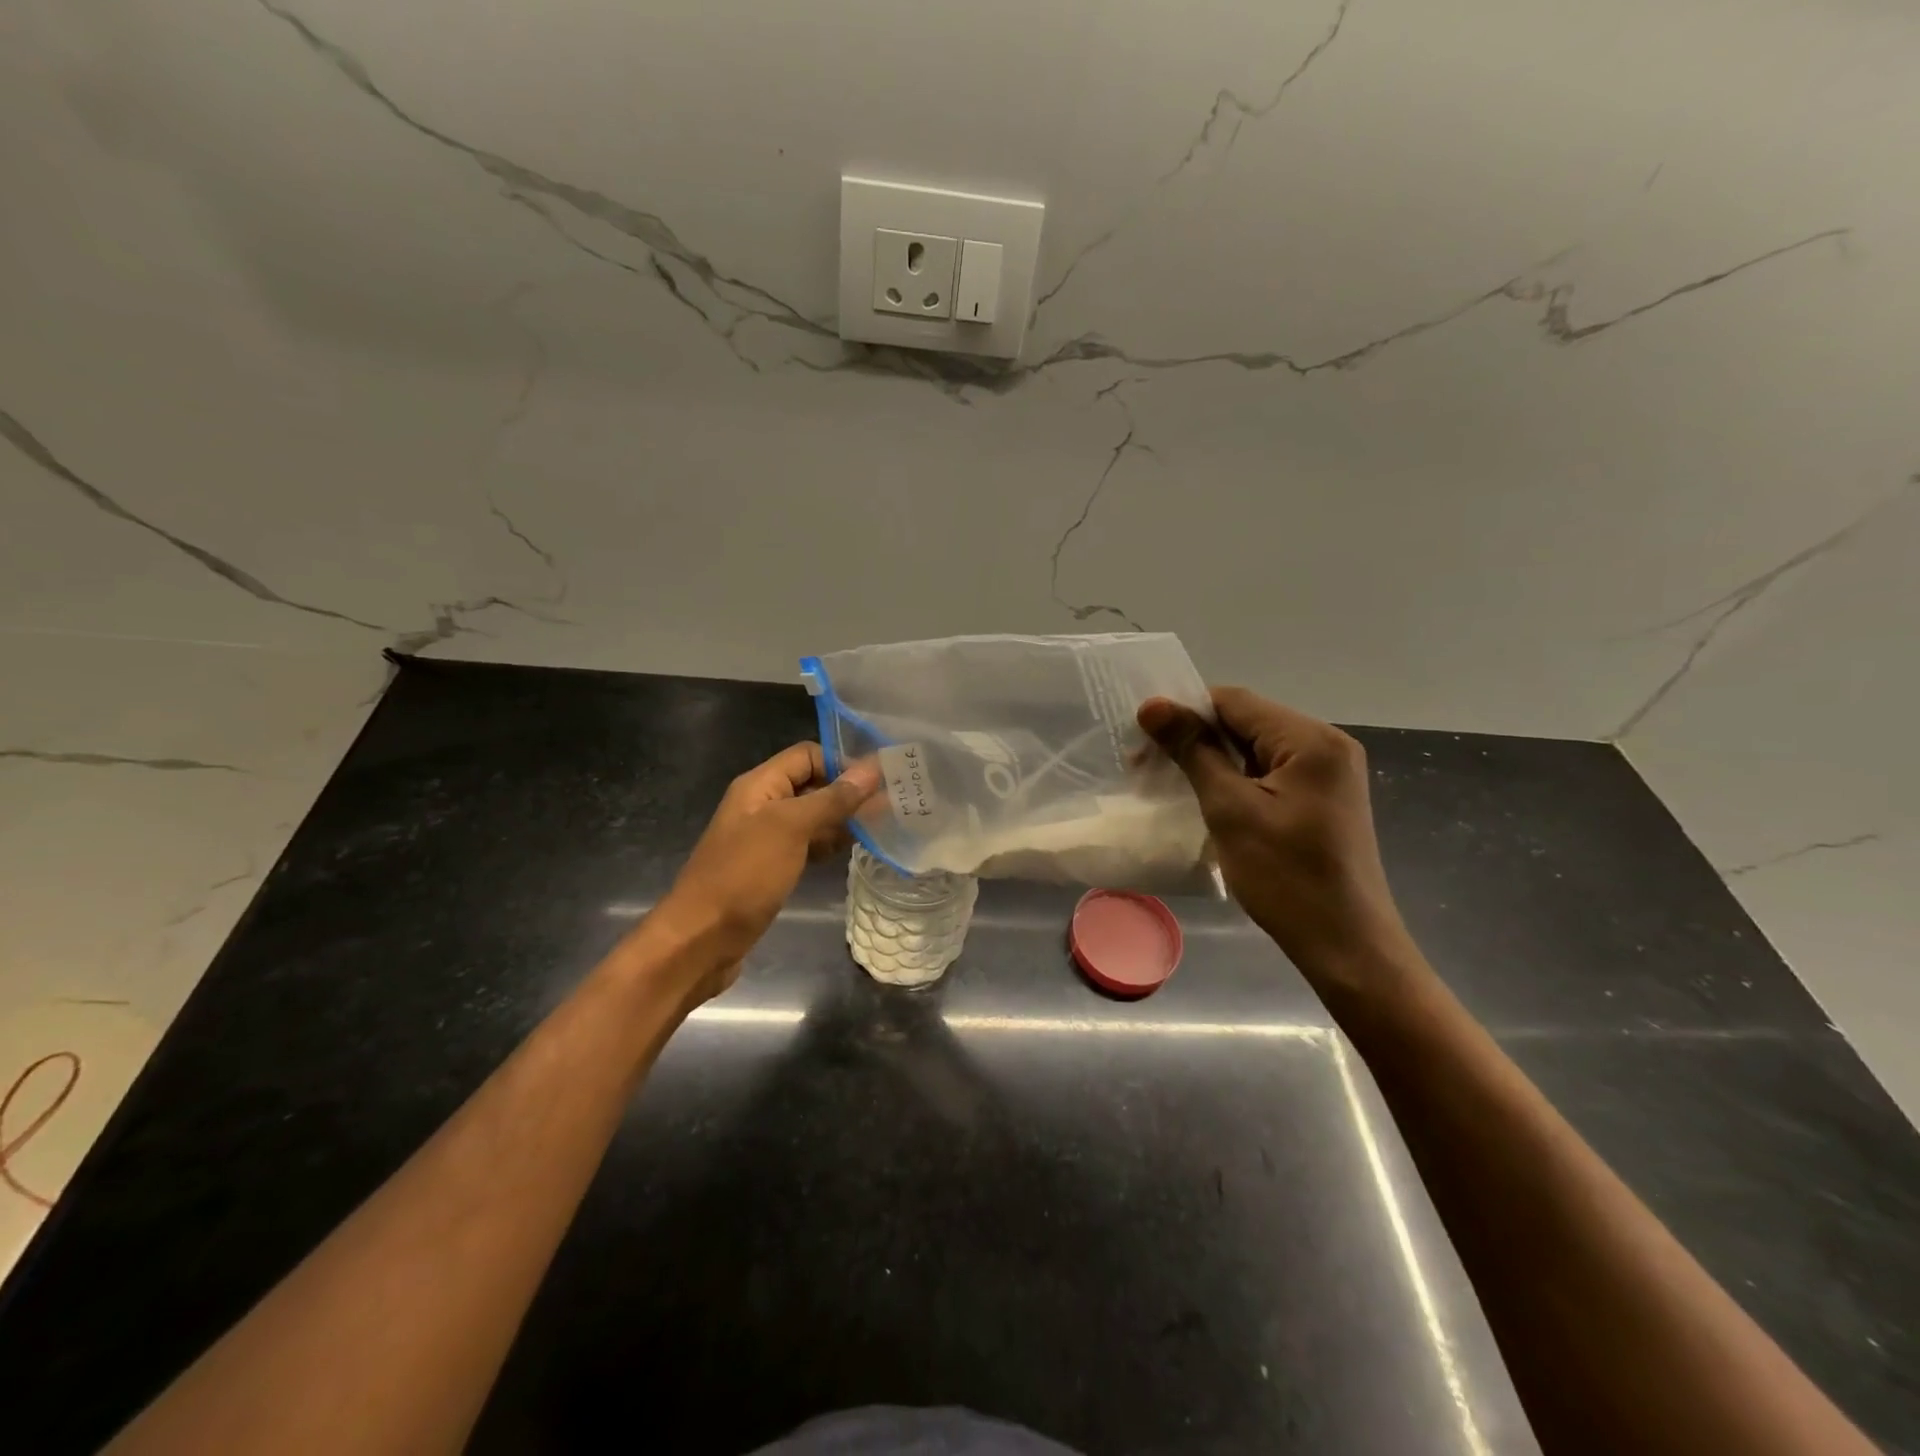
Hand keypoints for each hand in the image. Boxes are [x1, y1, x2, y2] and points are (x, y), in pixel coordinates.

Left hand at [646, 743, 880, 1003]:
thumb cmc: (744, 875)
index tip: (881, 778)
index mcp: (760, 785)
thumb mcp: (790, 829)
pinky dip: (830, 844)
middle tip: (894, 802)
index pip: (808, 755)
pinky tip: (856, 850)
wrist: (701, 940)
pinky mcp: (772, 868)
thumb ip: (832, 798)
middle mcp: (762, 805)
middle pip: (812, 784)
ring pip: (813, 817)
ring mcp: (767, 839)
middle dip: (849, 791)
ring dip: (844, 819)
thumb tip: (872, 769)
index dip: (843, 761)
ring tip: (885, 825)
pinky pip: (807, 845)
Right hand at [1138, 688, 1410, 972]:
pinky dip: (1235, 780)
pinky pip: (1269, 773)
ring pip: (1254, 749)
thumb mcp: (1230, 809)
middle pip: (1246, 722)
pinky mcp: (1322, 799)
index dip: (1184, 712)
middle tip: (1145, 765)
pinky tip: (1207, 799)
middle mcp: (1326, 744)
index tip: (1140, 740)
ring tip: (1169, 783)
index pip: (1234, 702)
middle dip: (1195, 739)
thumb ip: (1193, 750)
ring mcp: (1327, 773)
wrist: (1345, 945)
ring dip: (1211, 761)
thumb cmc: (1286, 876)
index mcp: (1311, 739)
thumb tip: (1151, 705)